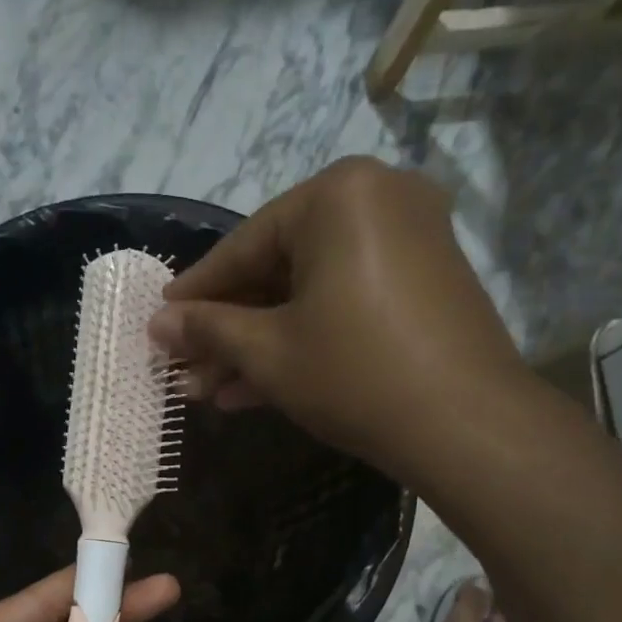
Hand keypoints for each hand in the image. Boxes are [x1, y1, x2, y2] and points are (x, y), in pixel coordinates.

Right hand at [149, 157, 535, 484]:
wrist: (465, 425)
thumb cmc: (354, 374)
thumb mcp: (268, 352)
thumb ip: (208, 330)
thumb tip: (156, 325)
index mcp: (338, 196)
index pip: (244, 245)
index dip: (196, 293)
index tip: (160, 322)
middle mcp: (378, 201)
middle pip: (278, 270)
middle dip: (228, 331)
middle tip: (186, 371)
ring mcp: (408, 242)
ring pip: (309, 294)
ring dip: (258, 345)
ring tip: (210, 392)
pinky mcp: (423, 285)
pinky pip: (344, 304)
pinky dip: (303, 340)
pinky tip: (255, 389)